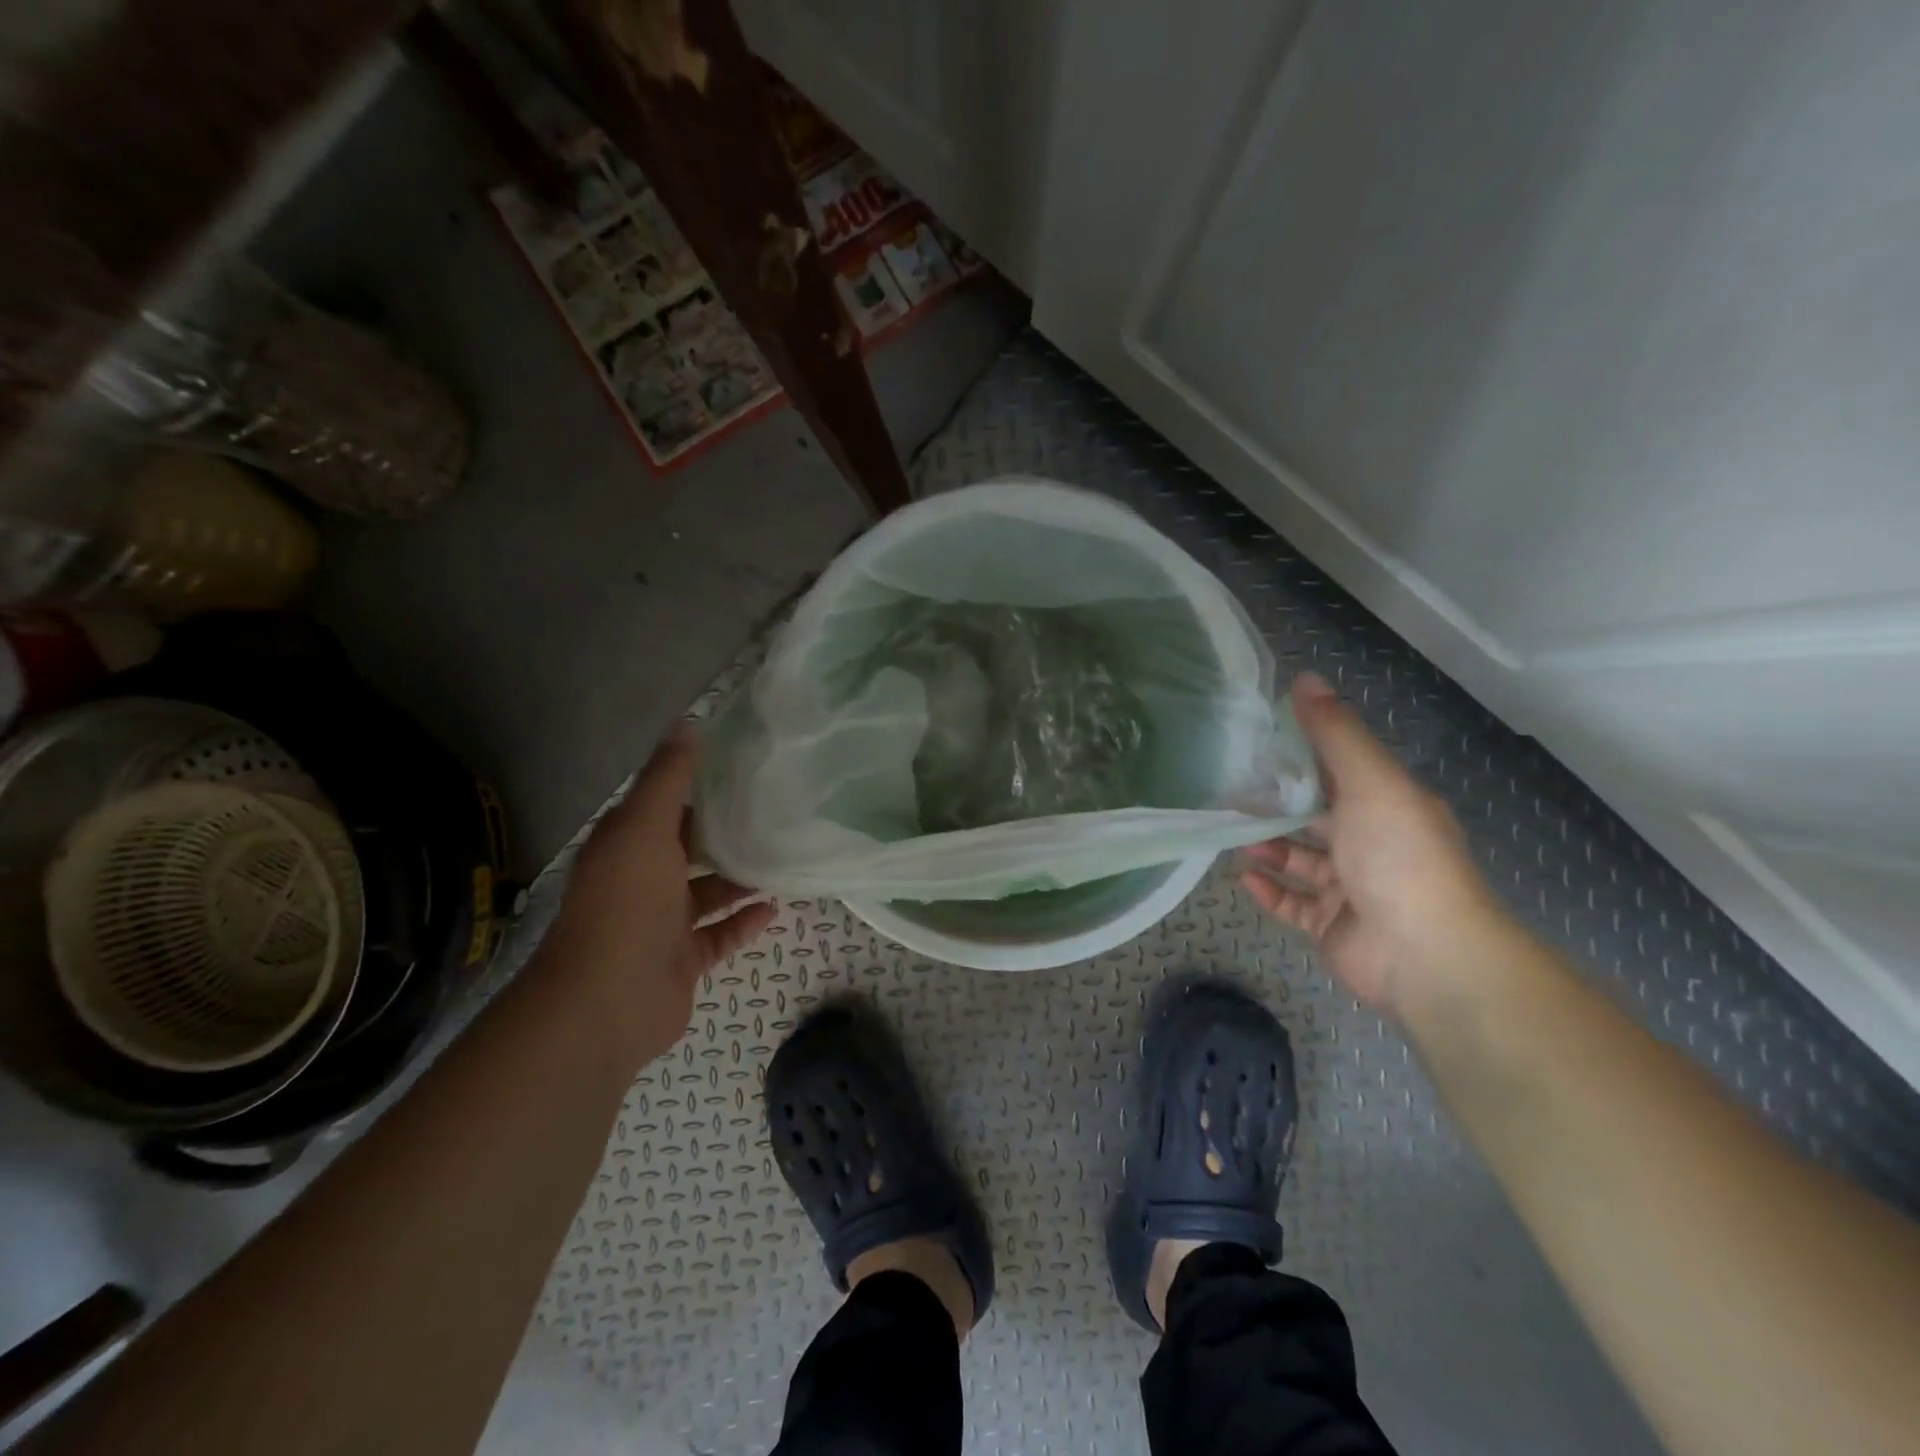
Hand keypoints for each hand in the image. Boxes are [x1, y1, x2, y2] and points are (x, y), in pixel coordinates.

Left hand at [542, 726, 775, 1059]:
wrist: (607, 1000)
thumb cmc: (627, 903)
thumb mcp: (645, 827)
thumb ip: (668, 779)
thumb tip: (687, 723)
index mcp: (629, 846)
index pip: (667, 808)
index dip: (701, 788)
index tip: (745, 771)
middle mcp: (642, 880)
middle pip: (690, 850)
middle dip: (727, 834)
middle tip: (777, 814)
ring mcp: (662, 924)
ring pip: (708, 893)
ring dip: (740, 879)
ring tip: (784, 858)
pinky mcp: (682, 960)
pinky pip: (719, 936)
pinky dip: (744, 922)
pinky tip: (775, 908)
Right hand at [1240, 674, 1499, 1014]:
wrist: (1425, 953)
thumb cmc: (1398, 856)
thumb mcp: (1370, 781)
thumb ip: (1335, 733)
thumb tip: (1305, 678)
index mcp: (1389, 806)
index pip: (1340, 772)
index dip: (1302, 756)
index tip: (1259, 742)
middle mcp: (1372, 845)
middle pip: (1316, 817)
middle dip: (1277, 805)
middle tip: (1232, 792)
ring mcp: (1351, 889)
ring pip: (1300, 861)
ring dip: (1268, 847)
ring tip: (1232, 835)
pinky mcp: (1331, 927)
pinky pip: (1292, 904)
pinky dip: (1269, 890)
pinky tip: (1244, 876)